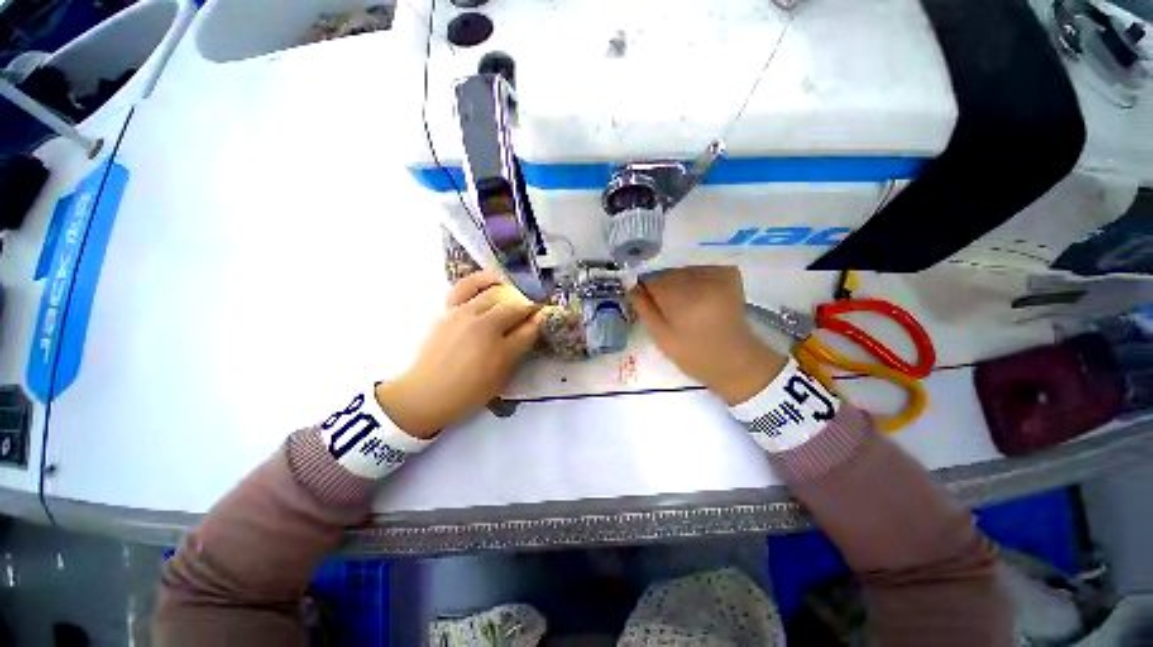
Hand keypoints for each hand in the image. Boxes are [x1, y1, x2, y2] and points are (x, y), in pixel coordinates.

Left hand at [375, 270, 547, 438]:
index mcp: (498, 347)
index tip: (547, 314)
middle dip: (528, 306)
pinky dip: (484, 279)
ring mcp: (463, 314)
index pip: (528, 326)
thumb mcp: (503, 373)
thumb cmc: (470, 390)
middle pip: (513, 306)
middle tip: (532, 311)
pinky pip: (467, 286)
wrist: (427, 393)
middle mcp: (482, 325)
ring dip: (511, 293)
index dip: (540, 318)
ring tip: (517, 295)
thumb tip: (538, 320)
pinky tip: (496, 279)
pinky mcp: (448, 309)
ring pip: (494, 293)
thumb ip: (521, 344)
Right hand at [629, 266, 786, 405]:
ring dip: (677, 282)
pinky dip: (694, 278)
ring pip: (683, 270)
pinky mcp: (729, 275)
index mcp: (683, 299)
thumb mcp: (661, 337)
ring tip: (683, 303)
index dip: (645, 289)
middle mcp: (702, 281)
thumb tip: (630, 287)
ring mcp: (718, 276)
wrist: (734, 360)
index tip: (644, 300)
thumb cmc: (693, 354)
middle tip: (664, 305)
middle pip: (668, 273)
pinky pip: (700, 269)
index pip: (652, 280)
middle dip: (661, 285)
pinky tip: (698, 295)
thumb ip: (644, 309)